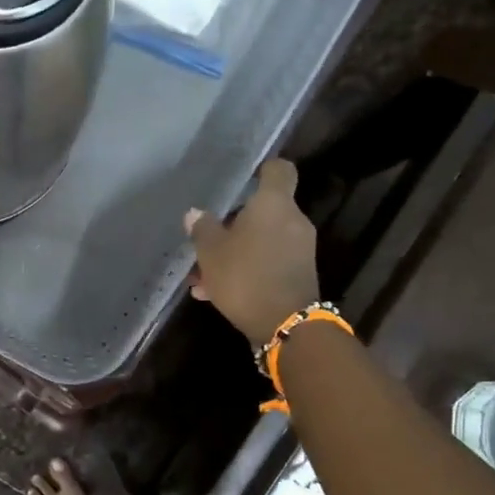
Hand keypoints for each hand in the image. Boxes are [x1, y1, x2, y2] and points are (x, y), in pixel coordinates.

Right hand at [185, 158, 320, 346]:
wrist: (285, 325)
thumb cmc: (245, 277)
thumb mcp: (211, 253)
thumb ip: (202, 229)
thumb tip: (195, 213)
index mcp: (273, 204)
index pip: (278, 170)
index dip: (262, 169)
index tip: (244, 177)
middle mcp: (292, 220)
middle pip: (263, 210)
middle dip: (234, 223)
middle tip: (207, 239)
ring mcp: (299, 249)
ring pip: (261, 240)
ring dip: (235, 252)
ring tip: (202, 275)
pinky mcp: (298, 274)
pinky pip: (267, 262)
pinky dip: (246, 270)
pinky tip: (215, 292)